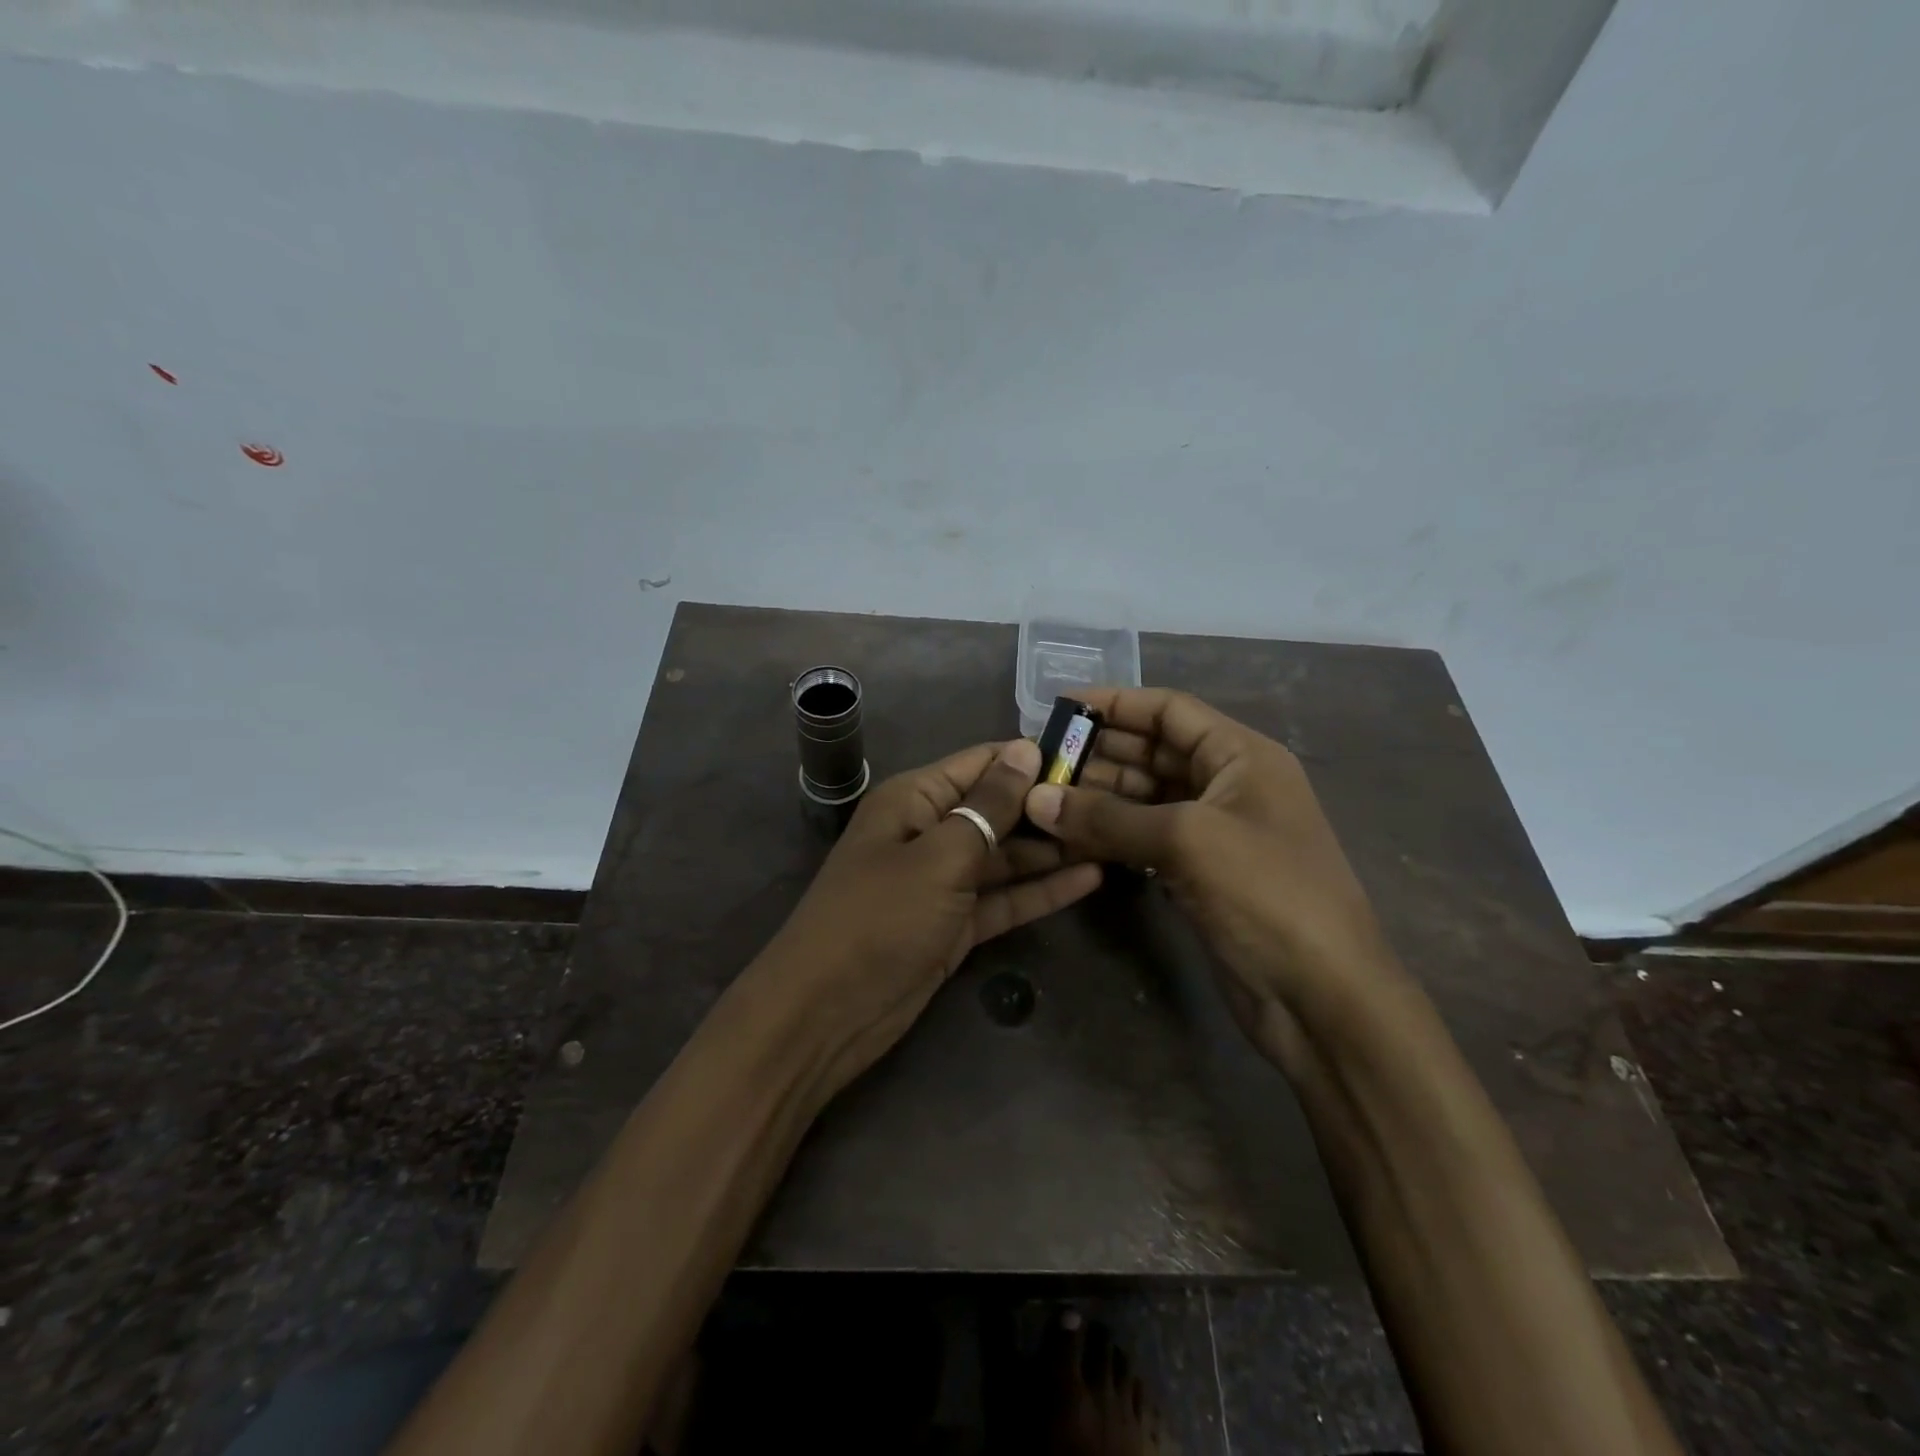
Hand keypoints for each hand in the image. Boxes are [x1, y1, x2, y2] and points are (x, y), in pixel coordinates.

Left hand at [753, 738, 1101, 1098]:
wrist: (827, 1013)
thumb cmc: (880, 918)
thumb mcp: (940, 855)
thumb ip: (989, 806)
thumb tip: (1024, 749)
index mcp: (914, 798)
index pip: (981, 763)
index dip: (1031, 758)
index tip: (1092, 755)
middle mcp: (930, 831)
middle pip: (998, 809)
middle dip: (1049, 807)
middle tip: (1116, 801)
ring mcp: (944, 881)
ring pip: (1006, 856)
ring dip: (1052, 850)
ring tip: (1114, 838)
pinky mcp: (956, 924)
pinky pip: (1004, 898)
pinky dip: (1041, 891)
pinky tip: (1091, 880)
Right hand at [1022, 688, 1401, 1059]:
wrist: (1322, 997)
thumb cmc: (1266, 894)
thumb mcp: (1186, 841)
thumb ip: (1107, 817)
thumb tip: (1035, 799)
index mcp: (1241, 756)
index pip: (1169, 711)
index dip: (1116, 704)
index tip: (1061, 707)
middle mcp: (1228, 785)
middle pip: (1153, 753)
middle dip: (1098, 755)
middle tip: (1040, 763)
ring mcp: (1214, 833)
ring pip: (1145, 799)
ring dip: (1098, 798)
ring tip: (1043, 800)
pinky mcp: (1200, 875)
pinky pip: (1146, 840)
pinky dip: (1111, 837)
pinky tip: (1070, 839)